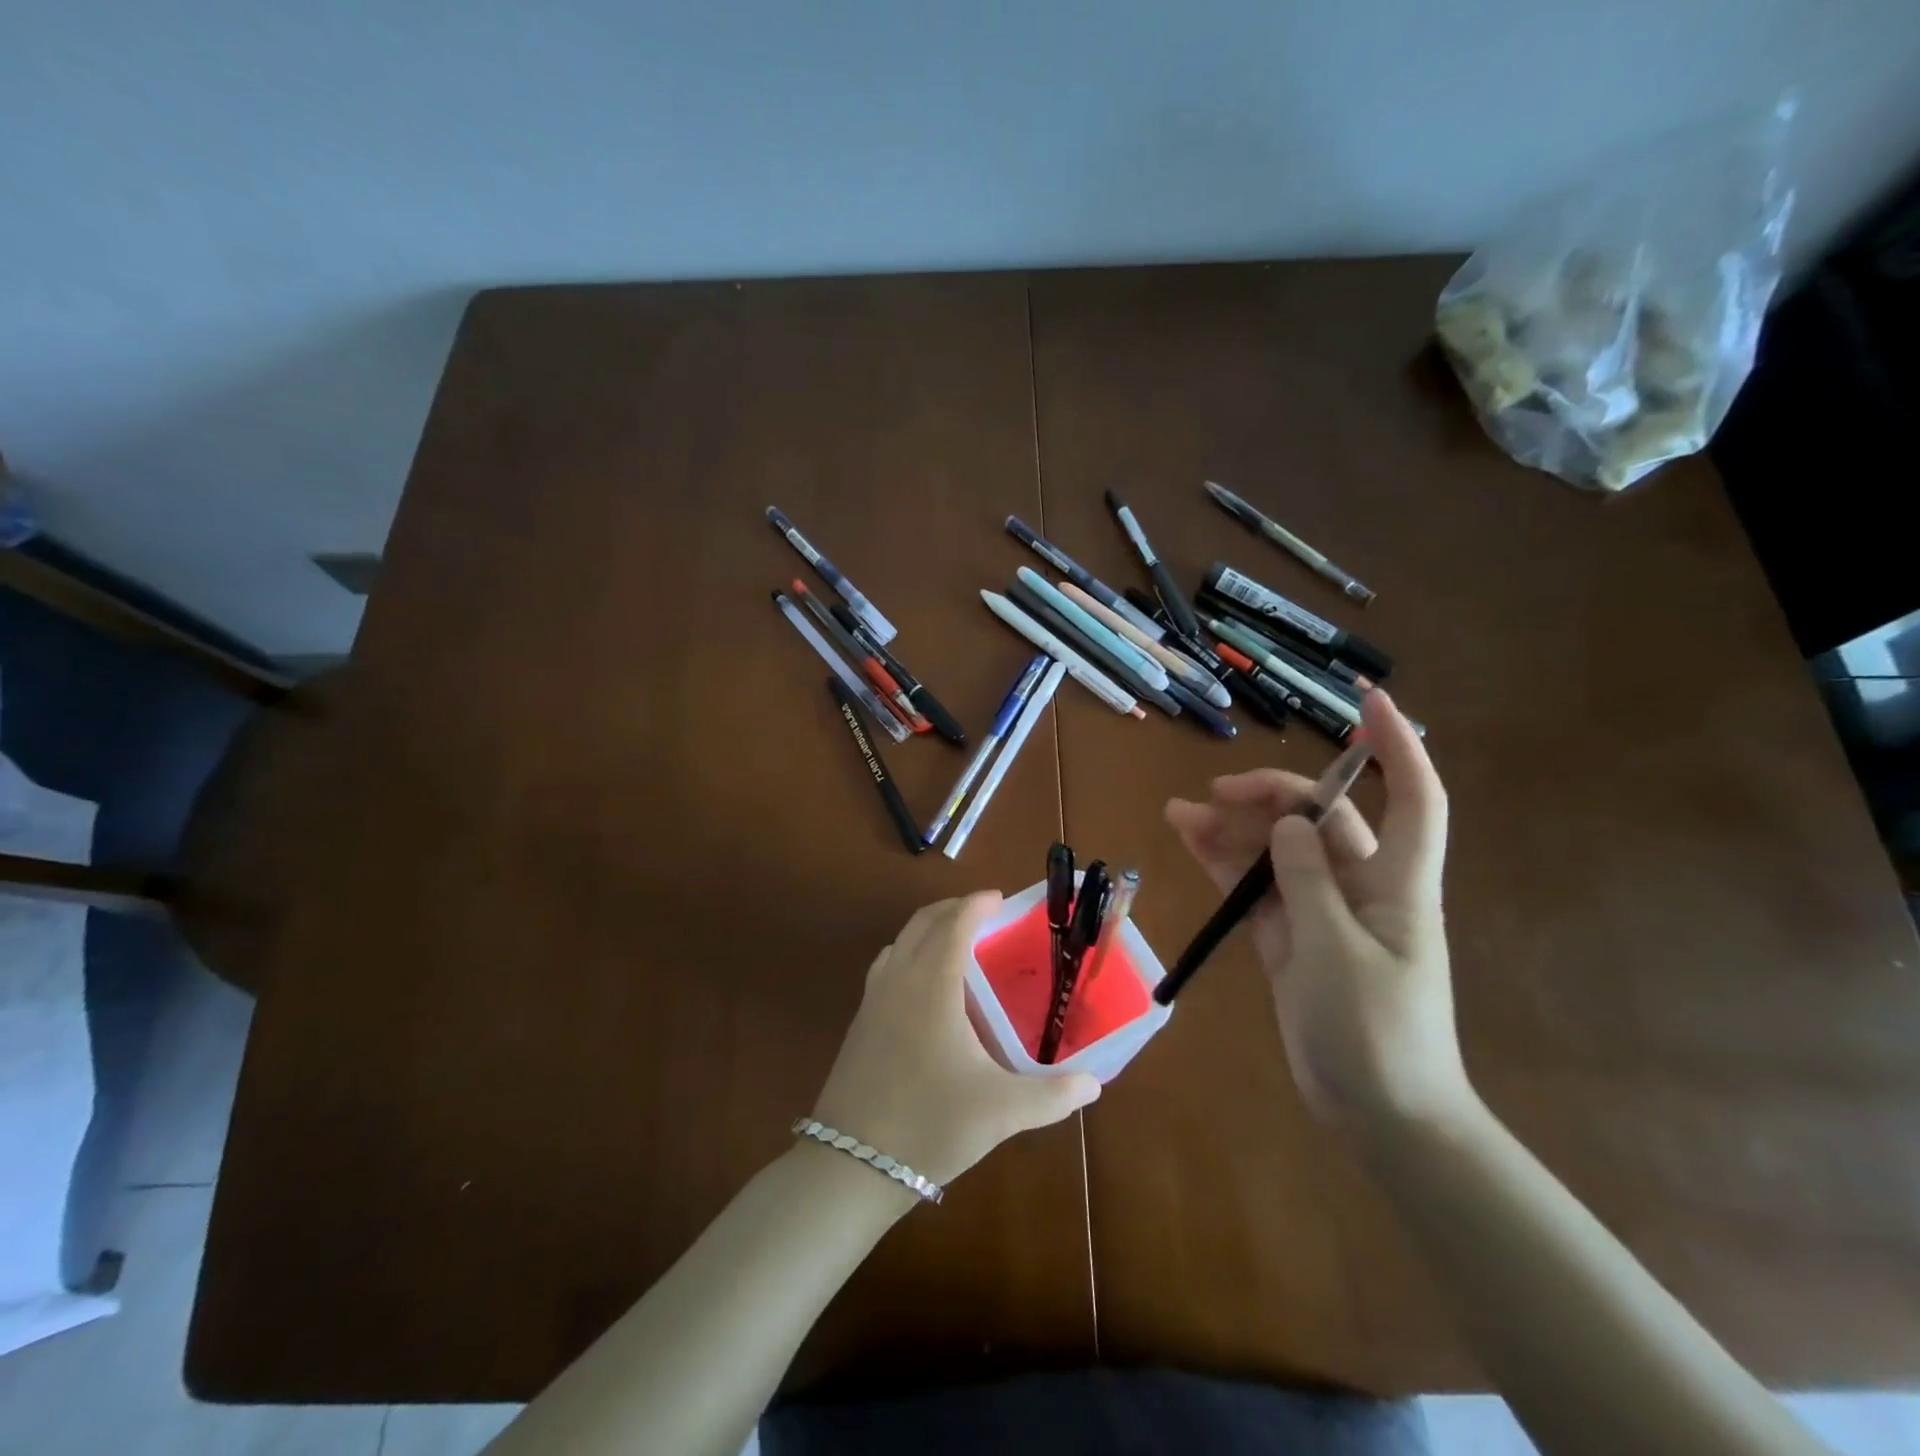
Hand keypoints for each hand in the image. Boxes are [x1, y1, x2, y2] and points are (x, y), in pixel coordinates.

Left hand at [811, 894, 1100, 1186]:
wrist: (851, 1165)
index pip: (954, 924)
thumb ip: (1052, 1095)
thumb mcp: (1001, 1111)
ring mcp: (872, 999)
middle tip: (983, 913)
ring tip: (955, 943)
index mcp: (932, 985)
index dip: (977, 905)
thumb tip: (1094, 1084)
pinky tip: (924, 988)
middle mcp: (899, 979)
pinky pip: (886, 967)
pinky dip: (908, 954)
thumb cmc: (931, 1124)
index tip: (999, 898)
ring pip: (899, 942)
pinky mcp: (860, 1022)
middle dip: (952, 908)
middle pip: (922, 923)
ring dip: (927, 929)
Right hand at [1165, 689, 1470, 1133]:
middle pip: (1320, 817)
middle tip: (1215, 794)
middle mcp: (1361, 885)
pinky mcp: (1292, 937)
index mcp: (1396, 882)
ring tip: (1178, 814)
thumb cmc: (1375, 1033)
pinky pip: (1257, 887)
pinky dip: (1226, 865)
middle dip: (1271, 795)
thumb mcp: (1336, 952)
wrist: (1380, 1116)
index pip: (1413, 797)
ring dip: (1233, 830)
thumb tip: (1288, 822)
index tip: (1369, 702)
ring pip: (1278, 850)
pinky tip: (1191, 843)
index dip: (1397, 746)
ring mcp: (1322, 911)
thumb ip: (1308, 881)